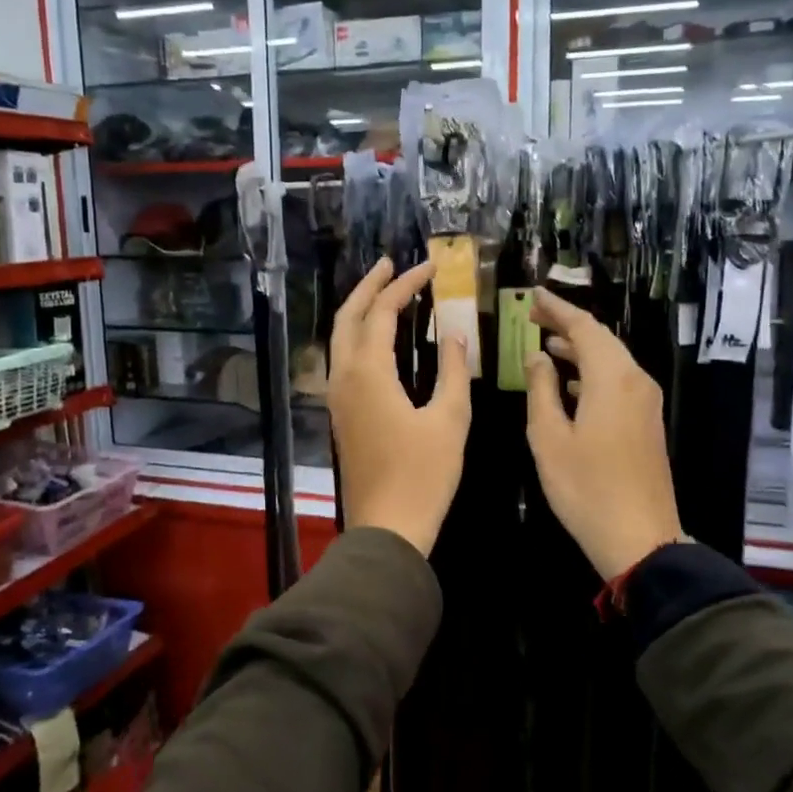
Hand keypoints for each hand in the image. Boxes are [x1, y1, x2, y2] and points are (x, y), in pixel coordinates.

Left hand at [328, 257, 471, 556]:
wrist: (387, 527)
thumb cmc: (423, 474)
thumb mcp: (450, 419)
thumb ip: (452, 371)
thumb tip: (454, 335)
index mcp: (369, 372)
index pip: (383, 311)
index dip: (406, 284)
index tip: (430, 266)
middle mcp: (344, 377)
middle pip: (348, 316)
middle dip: (368, 286)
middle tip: (391, 264)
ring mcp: (338, 397)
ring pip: (340, 338)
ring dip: (360, 310)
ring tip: (385, 292)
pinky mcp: (341, 414)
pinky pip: (344, 360)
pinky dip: (359, 336)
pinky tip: (380, 339)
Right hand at [524, 289, 683, 579]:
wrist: (640, 538)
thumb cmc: (585, 487)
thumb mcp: (549, 437)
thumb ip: (541, 389)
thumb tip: (537, 357)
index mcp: (612, 378)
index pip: (584, 327)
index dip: (557, 307)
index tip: (533, 294)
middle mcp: (635, 381)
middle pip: (601, 340)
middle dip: (567, 325)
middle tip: (532, 316)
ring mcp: (646, 403)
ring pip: (612, 360)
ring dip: (579, 349)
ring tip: (545, 344)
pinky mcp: (647, 422)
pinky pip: (618, 381)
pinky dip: (592, 372)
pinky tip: (570, 383)